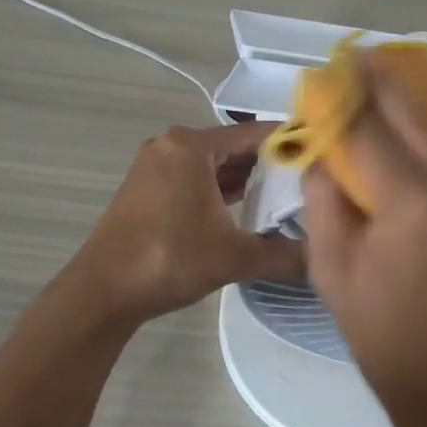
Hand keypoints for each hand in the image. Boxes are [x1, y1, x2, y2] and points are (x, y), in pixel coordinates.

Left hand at [73, 121, 304, 322]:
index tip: (324, 158)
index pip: (255, 132)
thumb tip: (323, 258)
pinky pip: (194, 177)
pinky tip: (245, 209)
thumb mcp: (235, 258)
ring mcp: (154, 165)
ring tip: (285, 198)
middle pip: (234, 146)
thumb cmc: (169, 260)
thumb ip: (285, 255)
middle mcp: (172, 144)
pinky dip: (219, 189)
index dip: (292, 143)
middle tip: (310, 183)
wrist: (101, 293)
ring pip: (213, 163)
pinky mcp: (146, 187)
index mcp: (191, 146)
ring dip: (245, 178)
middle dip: (271, 164)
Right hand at [301, 52, 426, 418]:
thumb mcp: (329, 268)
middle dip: (390, 80)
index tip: (337, 69)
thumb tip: (323, 147)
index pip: (368, 131)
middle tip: (374, 55)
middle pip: (421, 116)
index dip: (347, 95)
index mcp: (406, 205)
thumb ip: (323, 200)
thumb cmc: (381, 326)